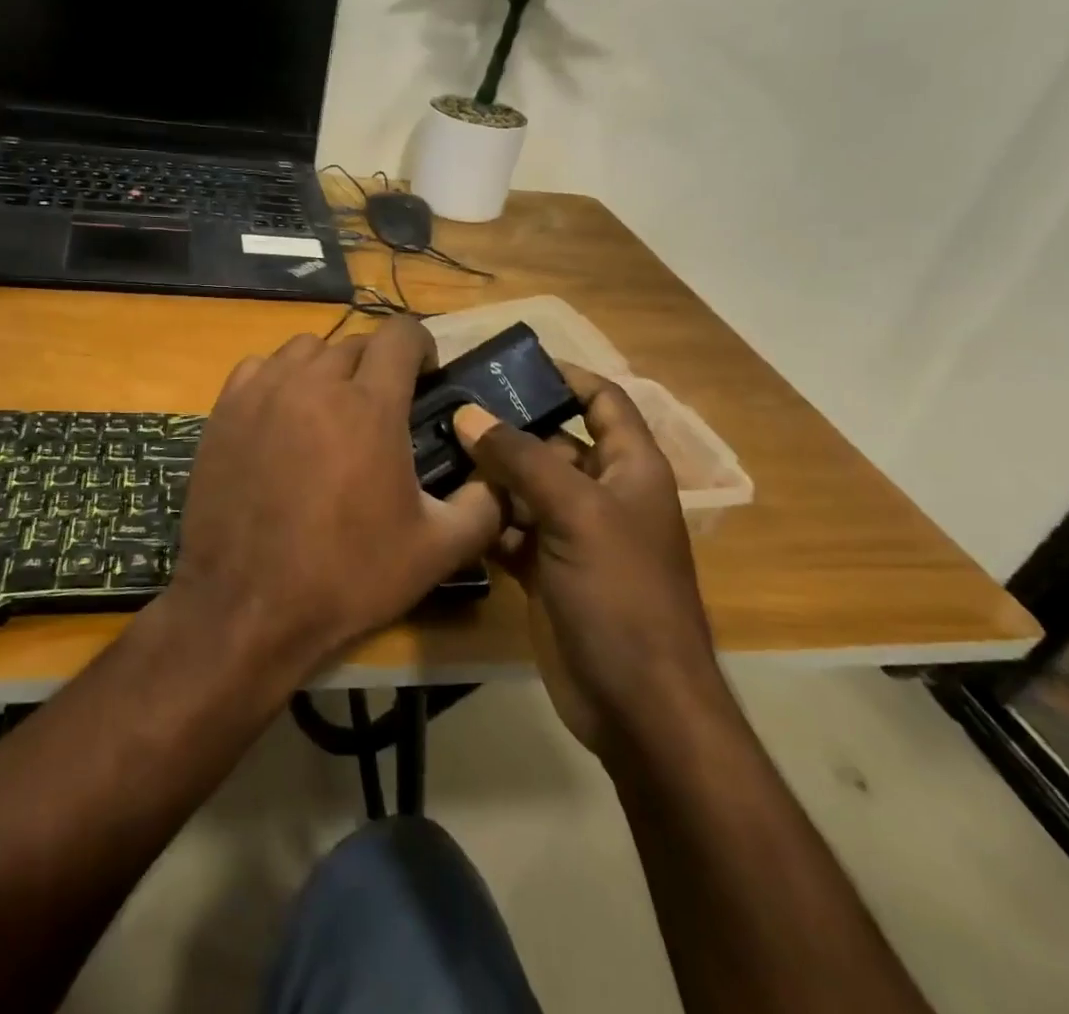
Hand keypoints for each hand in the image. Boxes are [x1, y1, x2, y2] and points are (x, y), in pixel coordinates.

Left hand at [167, 317, 503, 676]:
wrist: (247, 605)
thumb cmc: (346, 576)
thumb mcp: (436, 551)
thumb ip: (482, 508)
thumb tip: (499, 482)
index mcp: (370, 405)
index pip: (400, 333)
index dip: (421, 345)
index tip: (426, 375)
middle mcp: (315, 382)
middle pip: (355, 343)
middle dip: (377, 366)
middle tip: (381, 410)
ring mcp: (264, 391)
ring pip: (305, 349)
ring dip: (328, 368)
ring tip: (331, 409)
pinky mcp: (225, 408)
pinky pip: (260, 367)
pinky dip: (279, 378)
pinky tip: (283, 416)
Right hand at [453, 366, 717, 755]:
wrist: (636, 704)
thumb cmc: (622, 594)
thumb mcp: (576, 513)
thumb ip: (522, 459)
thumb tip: (469, 414)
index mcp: (630, 468)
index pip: (603, 401)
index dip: (567, 376)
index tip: (512, 364)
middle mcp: (601, 493)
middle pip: (552, 442)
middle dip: (507, 426)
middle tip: (448, 405)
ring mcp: (571, 533)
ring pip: (524, 486)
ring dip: (487, 473)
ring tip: (432, 446)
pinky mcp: (544, 568)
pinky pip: (509, 527)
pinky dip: (482, 516)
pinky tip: (443, 502)